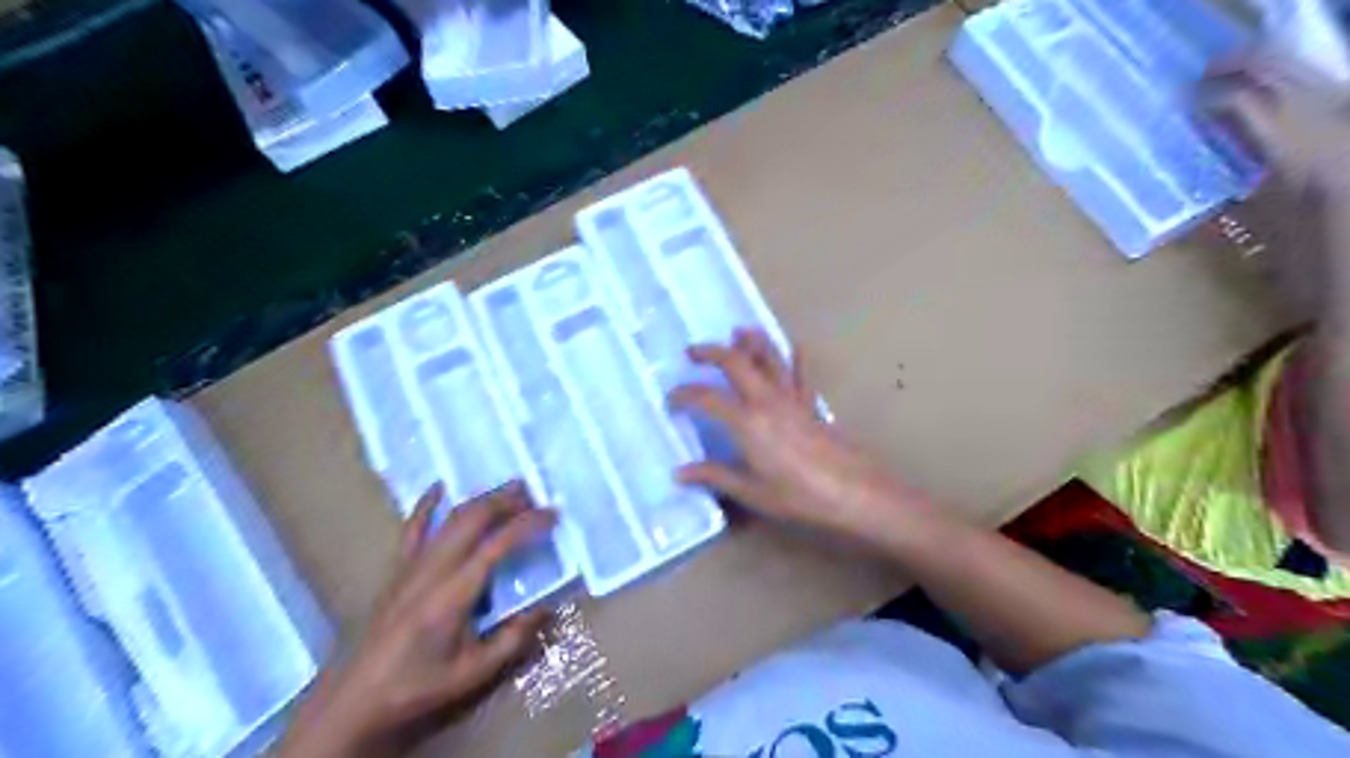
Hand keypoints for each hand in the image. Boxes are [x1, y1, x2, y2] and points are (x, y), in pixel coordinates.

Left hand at [278, 485, 554, 757]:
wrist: (357, 699)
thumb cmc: (420, 686)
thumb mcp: (475, 673)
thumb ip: (513, 639)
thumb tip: (545, 607)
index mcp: (454, 595)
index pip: (496, 545)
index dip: (526, 524)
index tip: (551, 514)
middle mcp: (432, 570)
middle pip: (472, 519)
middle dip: (505, 500)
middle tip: (534, 494)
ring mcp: (411, 566)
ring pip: (450, 518)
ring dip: (481, 499)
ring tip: (509, 489)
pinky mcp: (397, 569)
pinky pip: (412, 528)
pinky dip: (427, 504)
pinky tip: (440, 486)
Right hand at [669, 330, 935, 540]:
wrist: (852, 492)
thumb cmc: (798, 495)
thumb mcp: (751, 491)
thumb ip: (715, 476)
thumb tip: (680, 473)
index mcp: (747, 422)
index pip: (707, 398)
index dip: (685, 395)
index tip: (671, 399)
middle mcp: (767, 401)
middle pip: (736, 363)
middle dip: (711, 352)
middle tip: (692, 352)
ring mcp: (792, 400)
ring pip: (770, 359)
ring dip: (753, 342)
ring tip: (738, 331)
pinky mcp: (811, 406)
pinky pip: (802, 376)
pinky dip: (797, 360)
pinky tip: (797, 347)